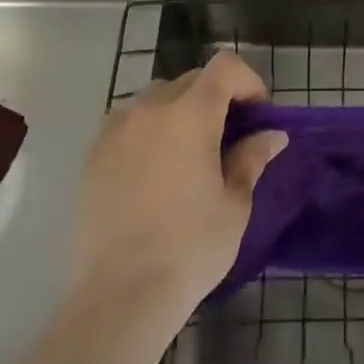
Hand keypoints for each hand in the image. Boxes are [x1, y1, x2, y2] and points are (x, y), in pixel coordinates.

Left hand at [70, 51, 286, 318]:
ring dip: (180, 112)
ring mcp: (116, 129)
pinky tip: (153, 174)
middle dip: (216, 99)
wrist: (119, 297)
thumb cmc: (189, 248)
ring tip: (187, 155)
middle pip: (191, 80)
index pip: (225, 66)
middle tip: (228, 139)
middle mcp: (150, 108)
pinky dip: (148, 133)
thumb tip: (271, 135)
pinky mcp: (92, 155)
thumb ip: (252, 159)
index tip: (257, 116)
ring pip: (157, 99)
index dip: (248, 82)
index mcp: (190, 113)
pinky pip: (128, 124)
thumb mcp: (234, 205)